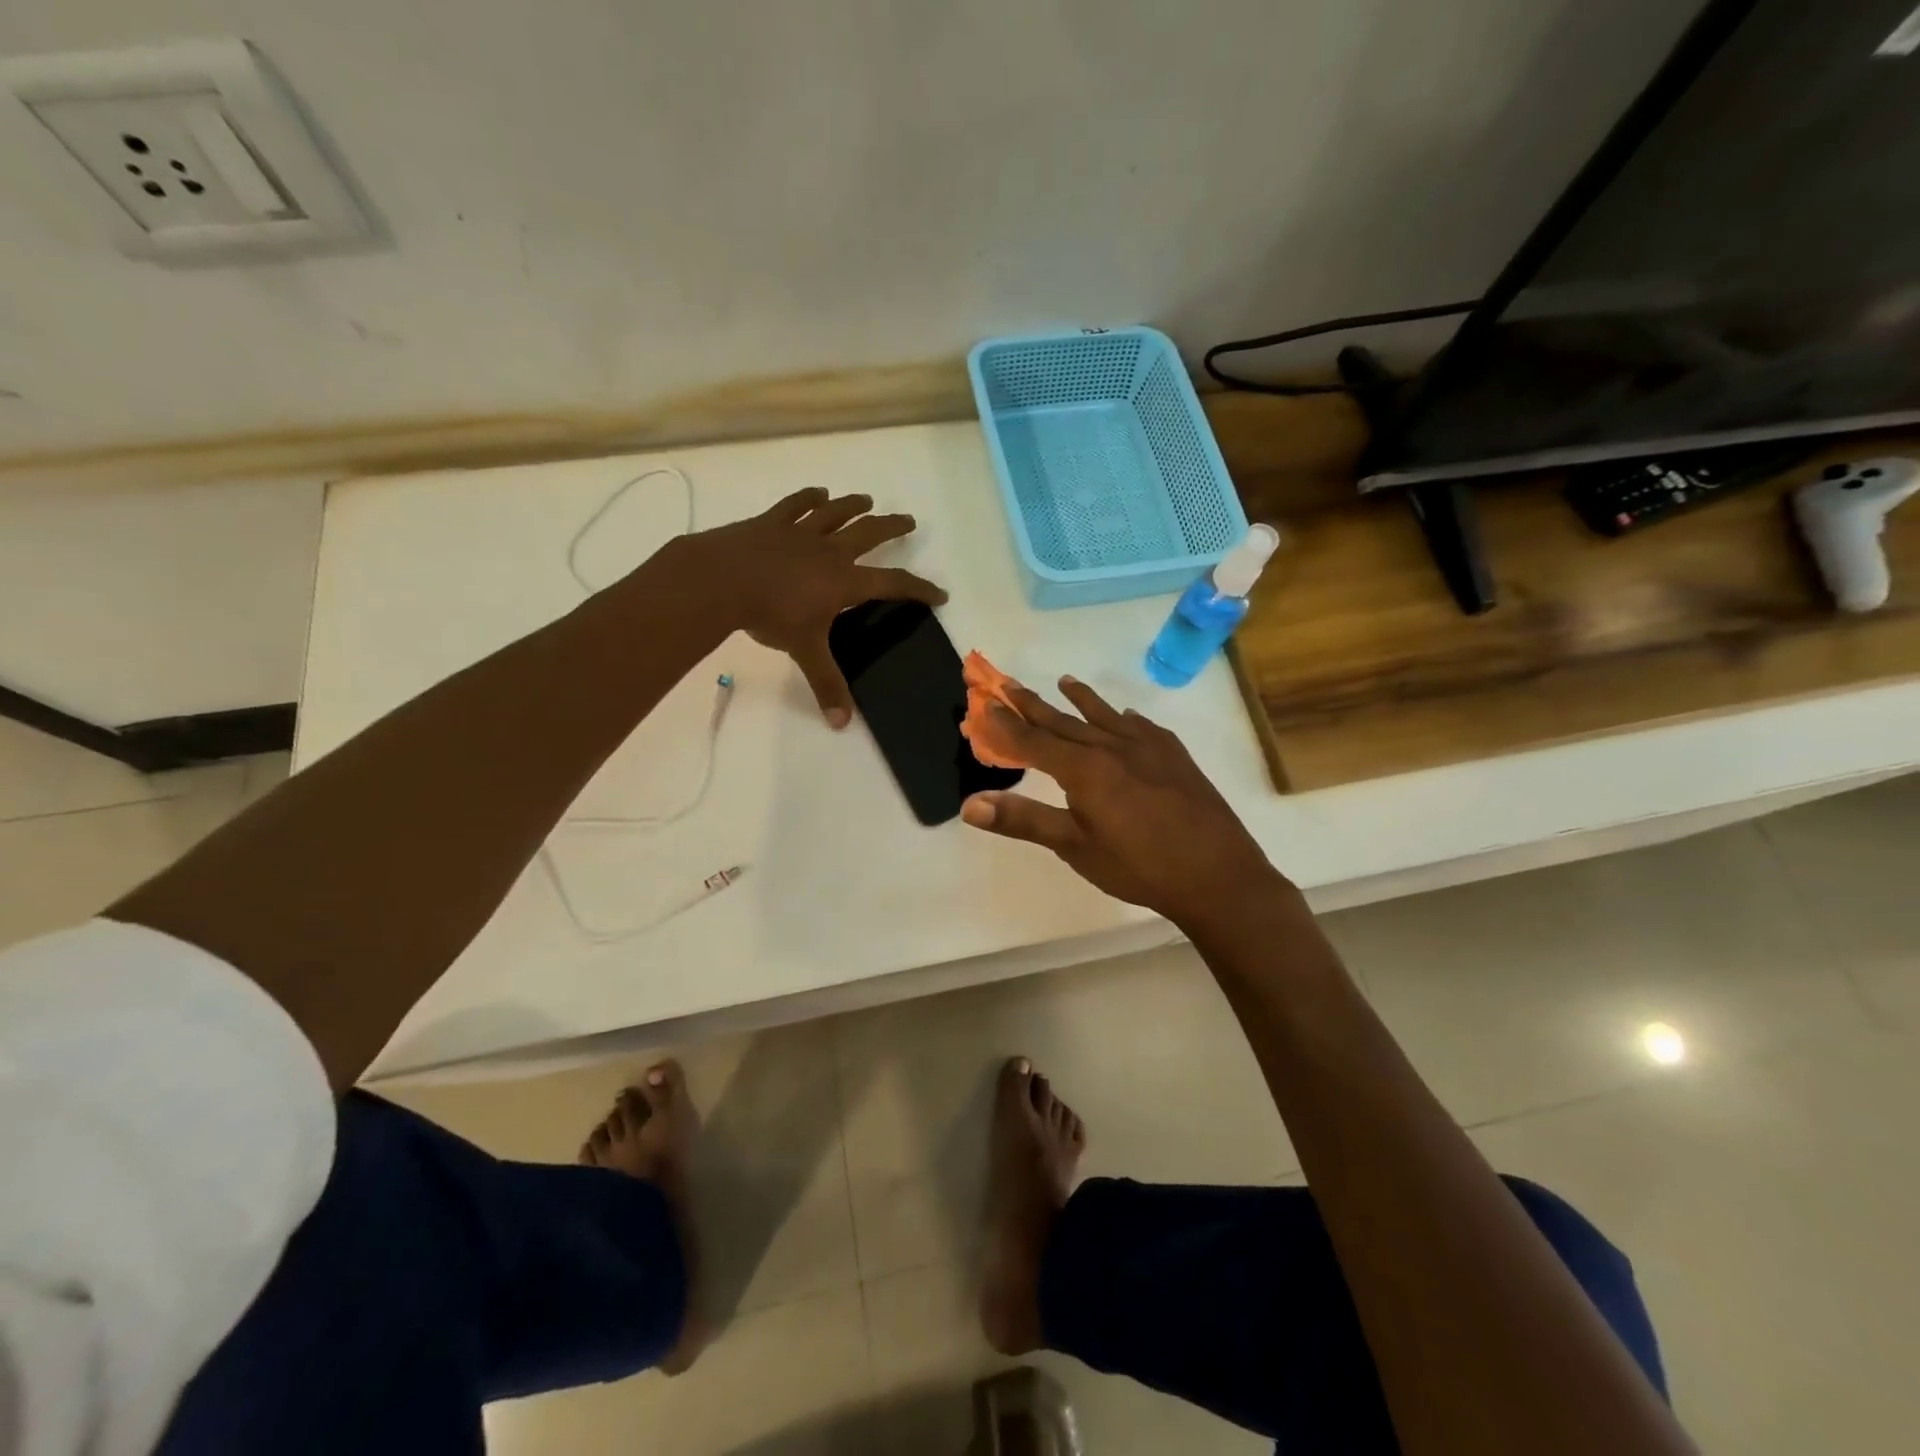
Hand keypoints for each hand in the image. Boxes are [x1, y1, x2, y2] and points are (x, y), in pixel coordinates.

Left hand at [680, 487, 946, 725]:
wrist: (723, 579)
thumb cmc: (770, 614)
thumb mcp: (803, 651)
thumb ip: (825, 684)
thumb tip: (842, 725)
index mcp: (844, 581)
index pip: (892, 584)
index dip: (918, 588)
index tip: (939, 593)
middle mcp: (829, 551)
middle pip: (869, 534)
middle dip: (892, 528)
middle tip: (909, 521)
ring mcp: (799, 533)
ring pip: (835, 514)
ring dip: (853, 506)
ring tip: (867, 500)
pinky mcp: (771, 523)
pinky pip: (795, 505)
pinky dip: (808, 498)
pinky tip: (818, 493)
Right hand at [959, 677, 1286, 931]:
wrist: (1218, 875)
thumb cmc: (1139, 866)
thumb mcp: (1075, 848)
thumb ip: (1023, 820)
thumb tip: (970, 805)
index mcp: (1085, 769)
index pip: (1034, 741)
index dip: (1005, 724)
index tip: (984, 704)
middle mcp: (1114, 747)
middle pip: (1065, 722)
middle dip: (1034, 705)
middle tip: (1010, 684)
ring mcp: (1149, 748)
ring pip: (1106, 717)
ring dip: (1082, 700)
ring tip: (1065, 681)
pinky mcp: (1176, 757)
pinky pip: (1144, 727)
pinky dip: (1126, 718)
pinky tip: (1127, 716)